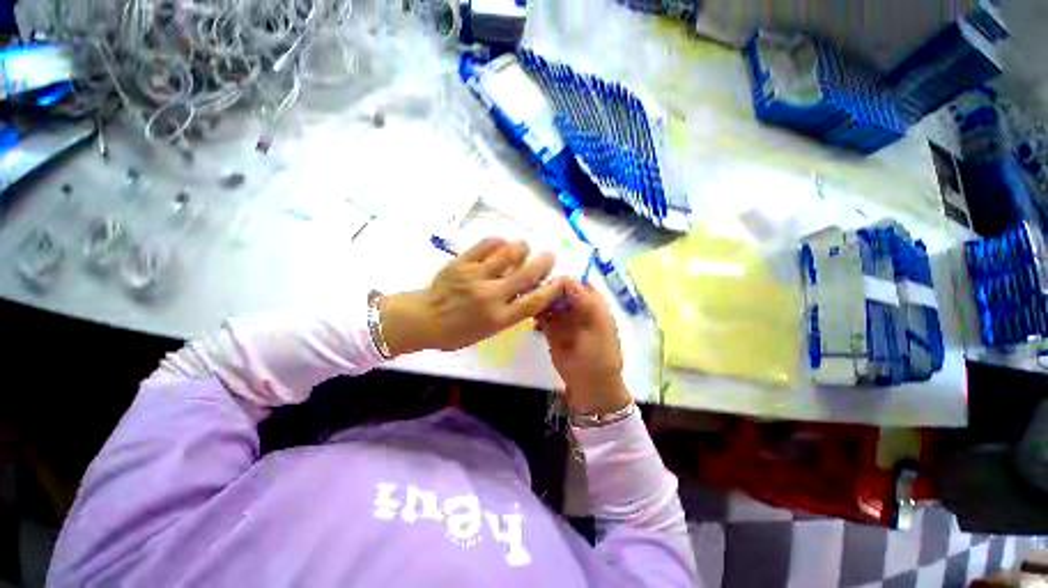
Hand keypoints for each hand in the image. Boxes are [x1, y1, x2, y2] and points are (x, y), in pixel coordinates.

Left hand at [380, 238, 565, 354]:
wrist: (424, 319)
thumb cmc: (458, 331)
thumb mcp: (489, 331)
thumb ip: (510, 312)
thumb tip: (529, 291)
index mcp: (499, 318)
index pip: (534, 301)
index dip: (552, 288)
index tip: (562, 279)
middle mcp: (491, 296)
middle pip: (526, 274)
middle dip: (544, 262)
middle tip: (550, 255)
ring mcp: (476, 277)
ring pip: (508, 254)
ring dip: (522, 248)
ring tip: (524, 247)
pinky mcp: (462, 263)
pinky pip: (486, 245)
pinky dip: (499, 242)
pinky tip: (502, 243)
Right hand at [535, 279, 631, 413]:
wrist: (590, 384)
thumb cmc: (599, 353)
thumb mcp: (598, 324)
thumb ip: (585, 300)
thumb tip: (567, 278)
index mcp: (593, 305)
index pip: (579, 284)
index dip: (566, 279)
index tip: (549, 277)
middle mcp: (577, 309)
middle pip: (561, 291)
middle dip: (549, 289)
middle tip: (534, 288)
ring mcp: (563, 320)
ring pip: (550, 303)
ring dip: (541, 301)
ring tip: (530, 301)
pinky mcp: (551, 331)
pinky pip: (542, 317)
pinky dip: (537, 315)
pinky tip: (533, 318)